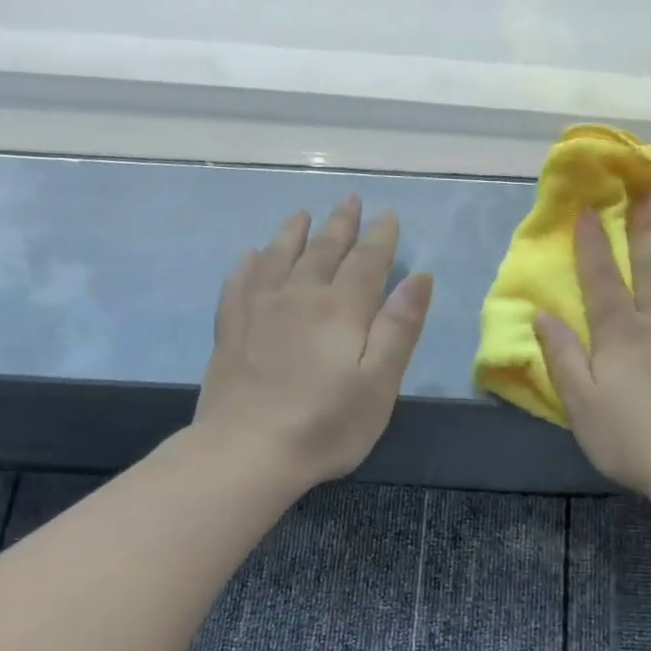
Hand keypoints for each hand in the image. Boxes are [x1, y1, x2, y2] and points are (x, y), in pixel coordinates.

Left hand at [194, 196, 433, 489]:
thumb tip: (419, 277)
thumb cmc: (327, 423)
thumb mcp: (380, 382)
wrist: (248, 450)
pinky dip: (249, 263)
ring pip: (278, 256)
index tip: (388, 214)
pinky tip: (251, 256)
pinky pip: (240, 282)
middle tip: (350, 200)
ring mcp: (259, 309)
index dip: (380, 237)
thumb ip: (399, 327)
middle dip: (341, 224)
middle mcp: (299, 295)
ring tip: (302, 214)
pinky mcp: (231, 328)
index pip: (367, 261)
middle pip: (323, 249)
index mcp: (342, 308)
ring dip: (293, 232)